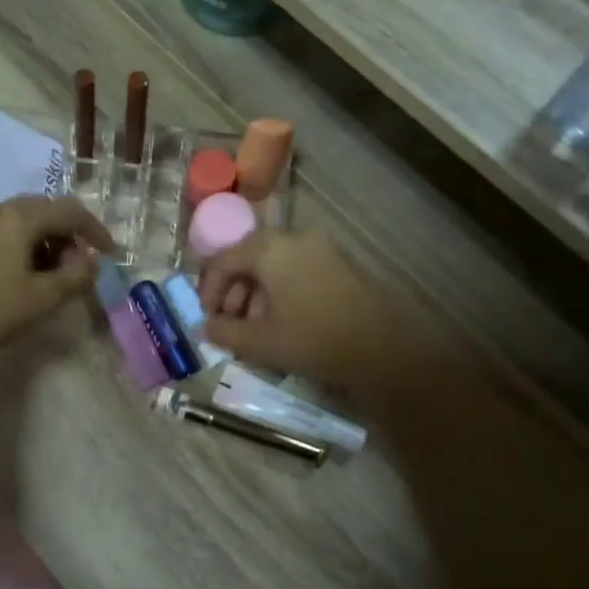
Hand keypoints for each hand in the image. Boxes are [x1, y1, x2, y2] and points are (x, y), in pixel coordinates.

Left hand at [0, 198, 112, 366]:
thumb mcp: (42, 297)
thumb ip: (75, 276)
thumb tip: (92, 262)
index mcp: (20, 217)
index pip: (70, 212)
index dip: (95, 231)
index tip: (110, 254)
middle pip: (47, 211)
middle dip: (70, 235)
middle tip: (80, 266)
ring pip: (26, 220)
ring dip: (48, 241)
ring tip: (55, 275)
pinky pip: (6, 231)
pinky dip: (26, 245)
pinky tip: (26, 274)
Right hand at [197, 230, 441, 396]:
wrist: (384, 349)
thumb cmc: (313, 340)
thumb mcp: (260, 342)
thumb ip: (224, 331)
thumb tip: (204, 327)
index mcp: (270, 248)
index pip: (224, 260)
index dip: (209, 290)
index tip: (206, 318)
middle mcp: (294, 238)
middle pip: (249, 259)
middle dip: (233, 293)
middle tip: (228, 325)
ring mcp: (321, 248)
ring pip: (273, 265)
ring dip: (256, 294)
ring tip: (254, 329)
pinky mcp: (339, 264)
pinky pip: (296, 270)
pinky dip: (280, 292)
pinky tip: (281, 323)